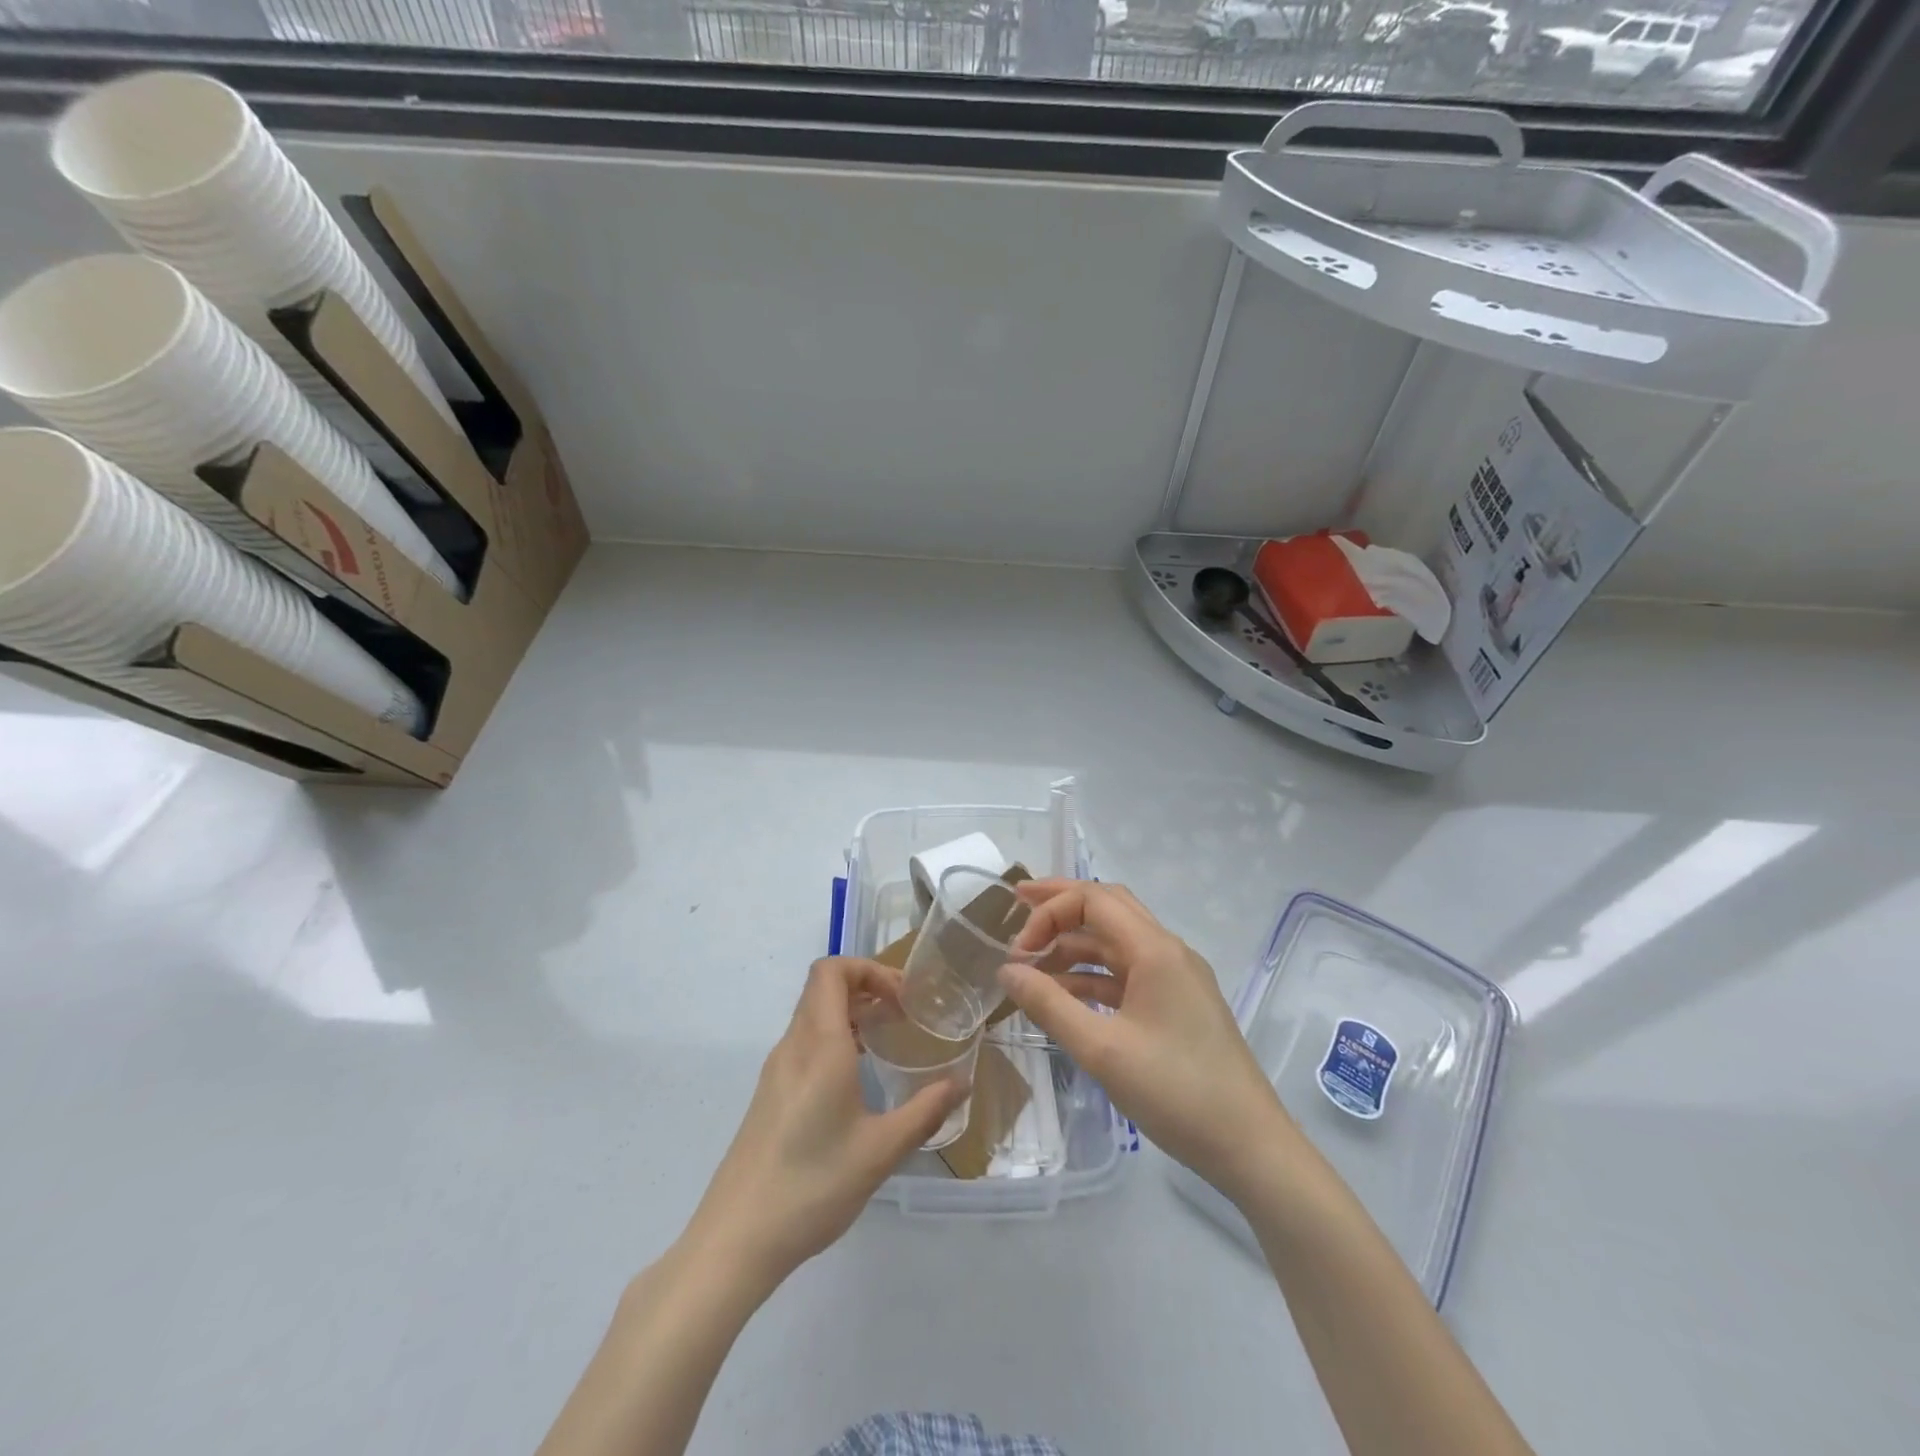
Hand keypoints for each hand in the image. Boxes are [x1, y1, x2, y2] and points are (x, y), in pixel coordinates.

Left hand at [686, 957, 966, 1289]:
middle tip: (904, 1013)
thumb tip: (962, 1082)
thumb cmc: (812, 1185)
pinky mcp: (770, 1094)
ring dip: (850, 1012)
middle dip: (866, 986)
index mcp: (819, 1045)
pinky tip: (857, 1076)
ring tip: (887, 1038)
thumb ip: (925, 1111)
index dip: (868, 968)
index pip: (832, 971)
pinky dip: (834, 1037)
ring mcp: (776, 1070)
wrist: (736, 1238)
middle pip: (823, 987)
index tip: (903, 997)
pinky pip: (804, 1042)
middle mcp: (794, 1046)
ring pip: (812, 1014)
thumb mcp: (880, 1151)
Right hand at [998, 880, 1293, 1203]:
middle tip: (1017, 909)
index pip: (1093, 899)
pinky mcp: (1177, 1004)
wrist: (1250, 1146)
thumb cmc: (1176, 1092)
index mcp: (1155, 949)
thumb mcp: (1102, 1050)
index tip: (1017, 950)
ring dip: (1074, 945)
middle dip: (1060, 906)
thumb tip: (1006, 970)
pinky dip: (1092, 976)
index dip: (1049, 912)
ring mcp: (1176, 978)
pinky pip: (1127, 973)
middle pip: (1107, 907)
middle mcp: (1167, 951)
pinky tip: (1065, 997)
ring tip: (1031, 966)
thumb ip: (1049, 1005)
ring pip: (1116, 942)